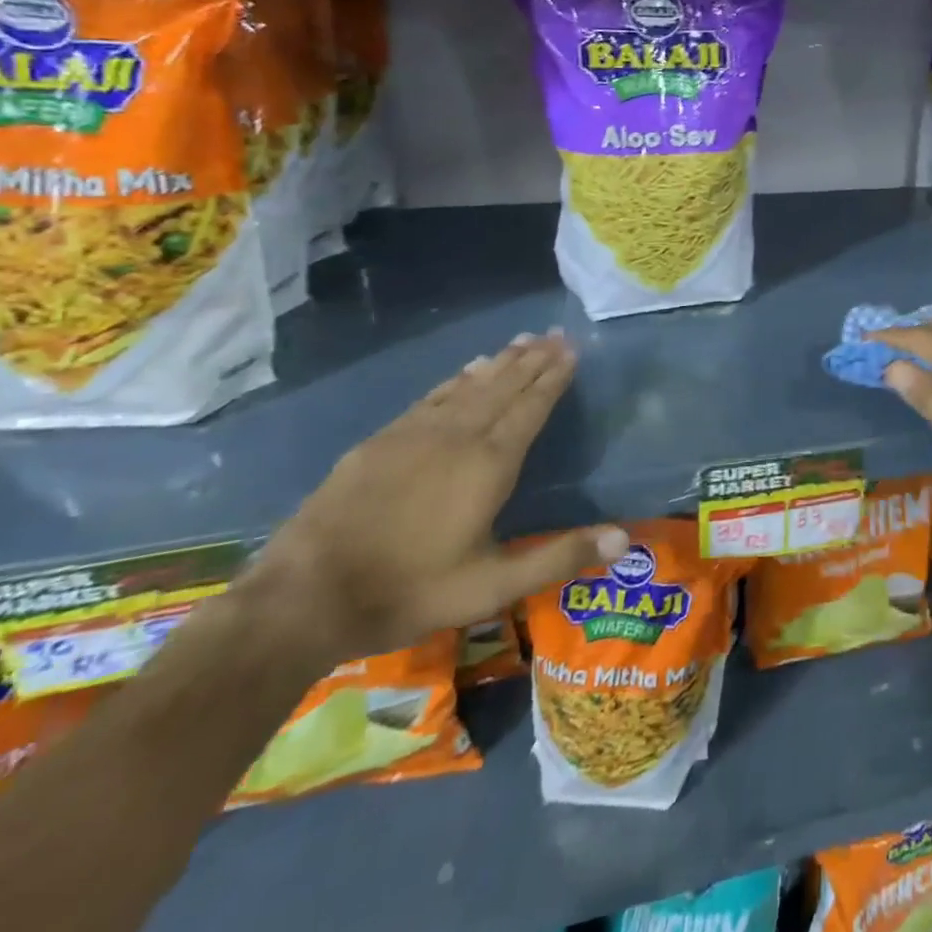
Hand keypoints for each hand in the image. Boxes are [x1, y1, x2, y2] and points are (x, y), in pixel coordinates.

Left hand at [240, 330, 625, 668]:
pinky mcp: (381, 442)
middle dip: (533, 360)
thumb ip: (560, 556)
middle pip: (504, 387)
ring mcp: (415, 434)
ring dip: (500, 362)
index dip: (553, 378)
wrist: (304, 597)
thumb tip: (627, 536)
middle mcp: (458, 436)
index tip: (572, 350)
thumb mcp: (492, 587)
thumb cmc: (409, 590)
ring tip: (522, 341)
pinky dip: (457, 379)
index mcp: (489, 465)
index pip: (531, 408)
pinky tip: (466, 371)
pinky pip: (432, 397)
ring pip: (469, 386)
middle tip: (555, 334)